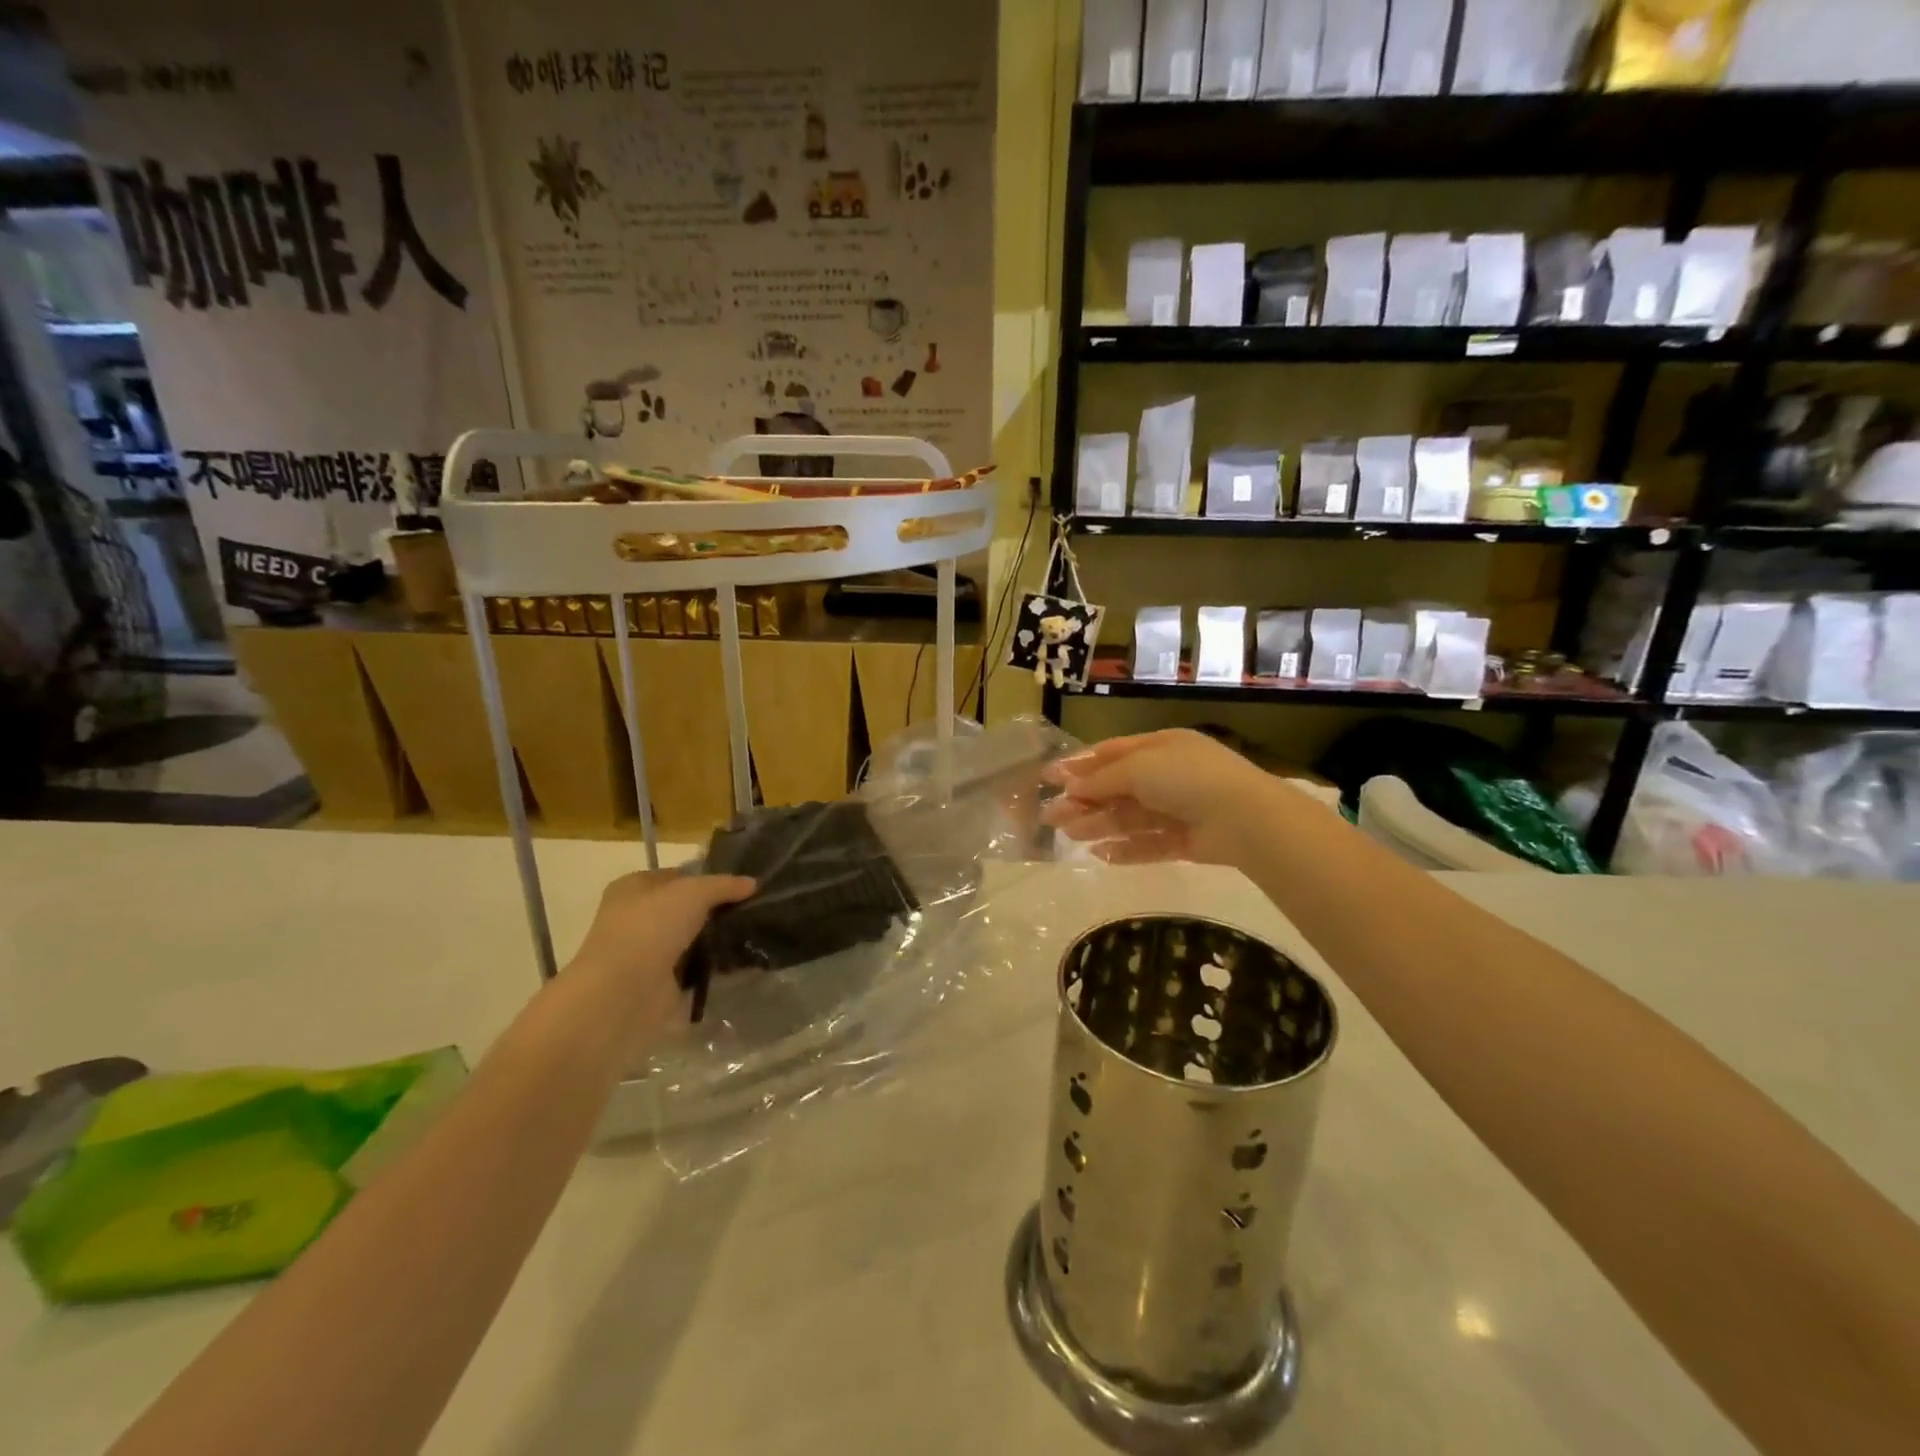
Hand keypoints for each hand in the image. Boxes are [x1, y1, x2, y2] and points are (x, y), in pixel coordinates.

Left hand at [567, 871, 755, 1040]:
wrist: (623, 990)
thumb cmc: (652, 926)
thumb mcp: (694, 892)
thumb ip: (725, 885)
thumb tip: (752, 883)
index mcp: (633, 887)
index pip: (677, 876)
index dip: (707, 878)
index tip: (740, 886)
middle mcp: (636, 917)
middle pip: (685, 908)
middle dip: (715, 910)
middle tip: (751, 910)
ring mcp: (646, 951)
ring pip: (690, 938)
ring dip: (715, 939)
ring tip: (752, 934)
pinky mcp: (657, 982)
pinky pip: (693, 968)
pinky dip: (711, 967)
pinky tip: (739, 962)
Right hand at [1043, 729, 1310, 866]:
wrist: (1245, 818)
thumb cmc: (1187, 778)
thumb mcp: (1139, 768)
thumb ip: (1102, 779)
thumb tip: (1070, 788)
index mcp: (1161, 747)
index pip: (1113, 753)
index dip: (1081, 765)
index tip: (1049, 777)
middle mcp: (1169, 775)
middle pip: (1117, 788)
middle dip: (1084, 801)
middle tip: (1051, 816)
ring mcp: (1179, 810)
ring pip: (1130, 818)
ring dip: (1098, 825)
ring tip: (1069, 836)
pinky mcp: (1186, 841)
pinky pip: (1149, 844)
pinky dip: (1125, 849)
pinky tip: (1100, 855)